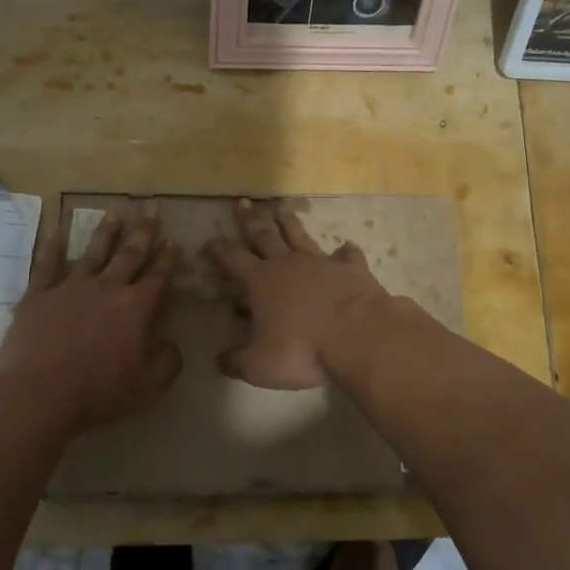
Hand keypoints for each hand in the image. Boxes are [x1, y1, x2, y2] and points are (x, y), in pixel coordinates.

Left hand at [0, 209, 182, 433]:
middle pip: (130, 254)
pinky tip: (55, 231)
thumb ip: (167, 362)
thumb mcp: (147, 386)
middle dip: (144, 231)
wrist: (38, 393)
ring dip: (107, 231)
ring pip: (94, 252)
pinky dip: (52, 247)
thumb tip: (172, 345)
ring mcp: (71, 288)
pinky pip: (47, 265)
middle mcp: (107, 288)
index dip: (168, 258)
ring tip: (116, 212)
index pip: (158, 276)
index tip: (174, 239)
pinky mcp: (39, 295)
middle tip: (151, 207)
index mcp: (136, 308)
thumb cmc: (97, 392)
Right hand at [205, 198, 390, 388]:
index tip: (211, 239)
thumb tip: (220, 361)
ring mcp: (322, 263)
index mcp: (262, 282)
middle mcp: (289, 264)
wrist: (359, 336)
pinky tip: (346, 247)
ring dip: (289, 222)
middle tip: (243, 203)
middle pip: (265, 236)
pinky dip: (345, 251)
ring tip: (282, 208)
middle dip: (251, 220)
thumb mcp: (260, 366)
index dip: (220, 250)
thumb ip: (237, 362)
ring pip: (300, 236)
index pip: (234, 259)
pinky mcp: (352, 269)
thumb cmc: (302, 350)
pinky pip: (347, 256)